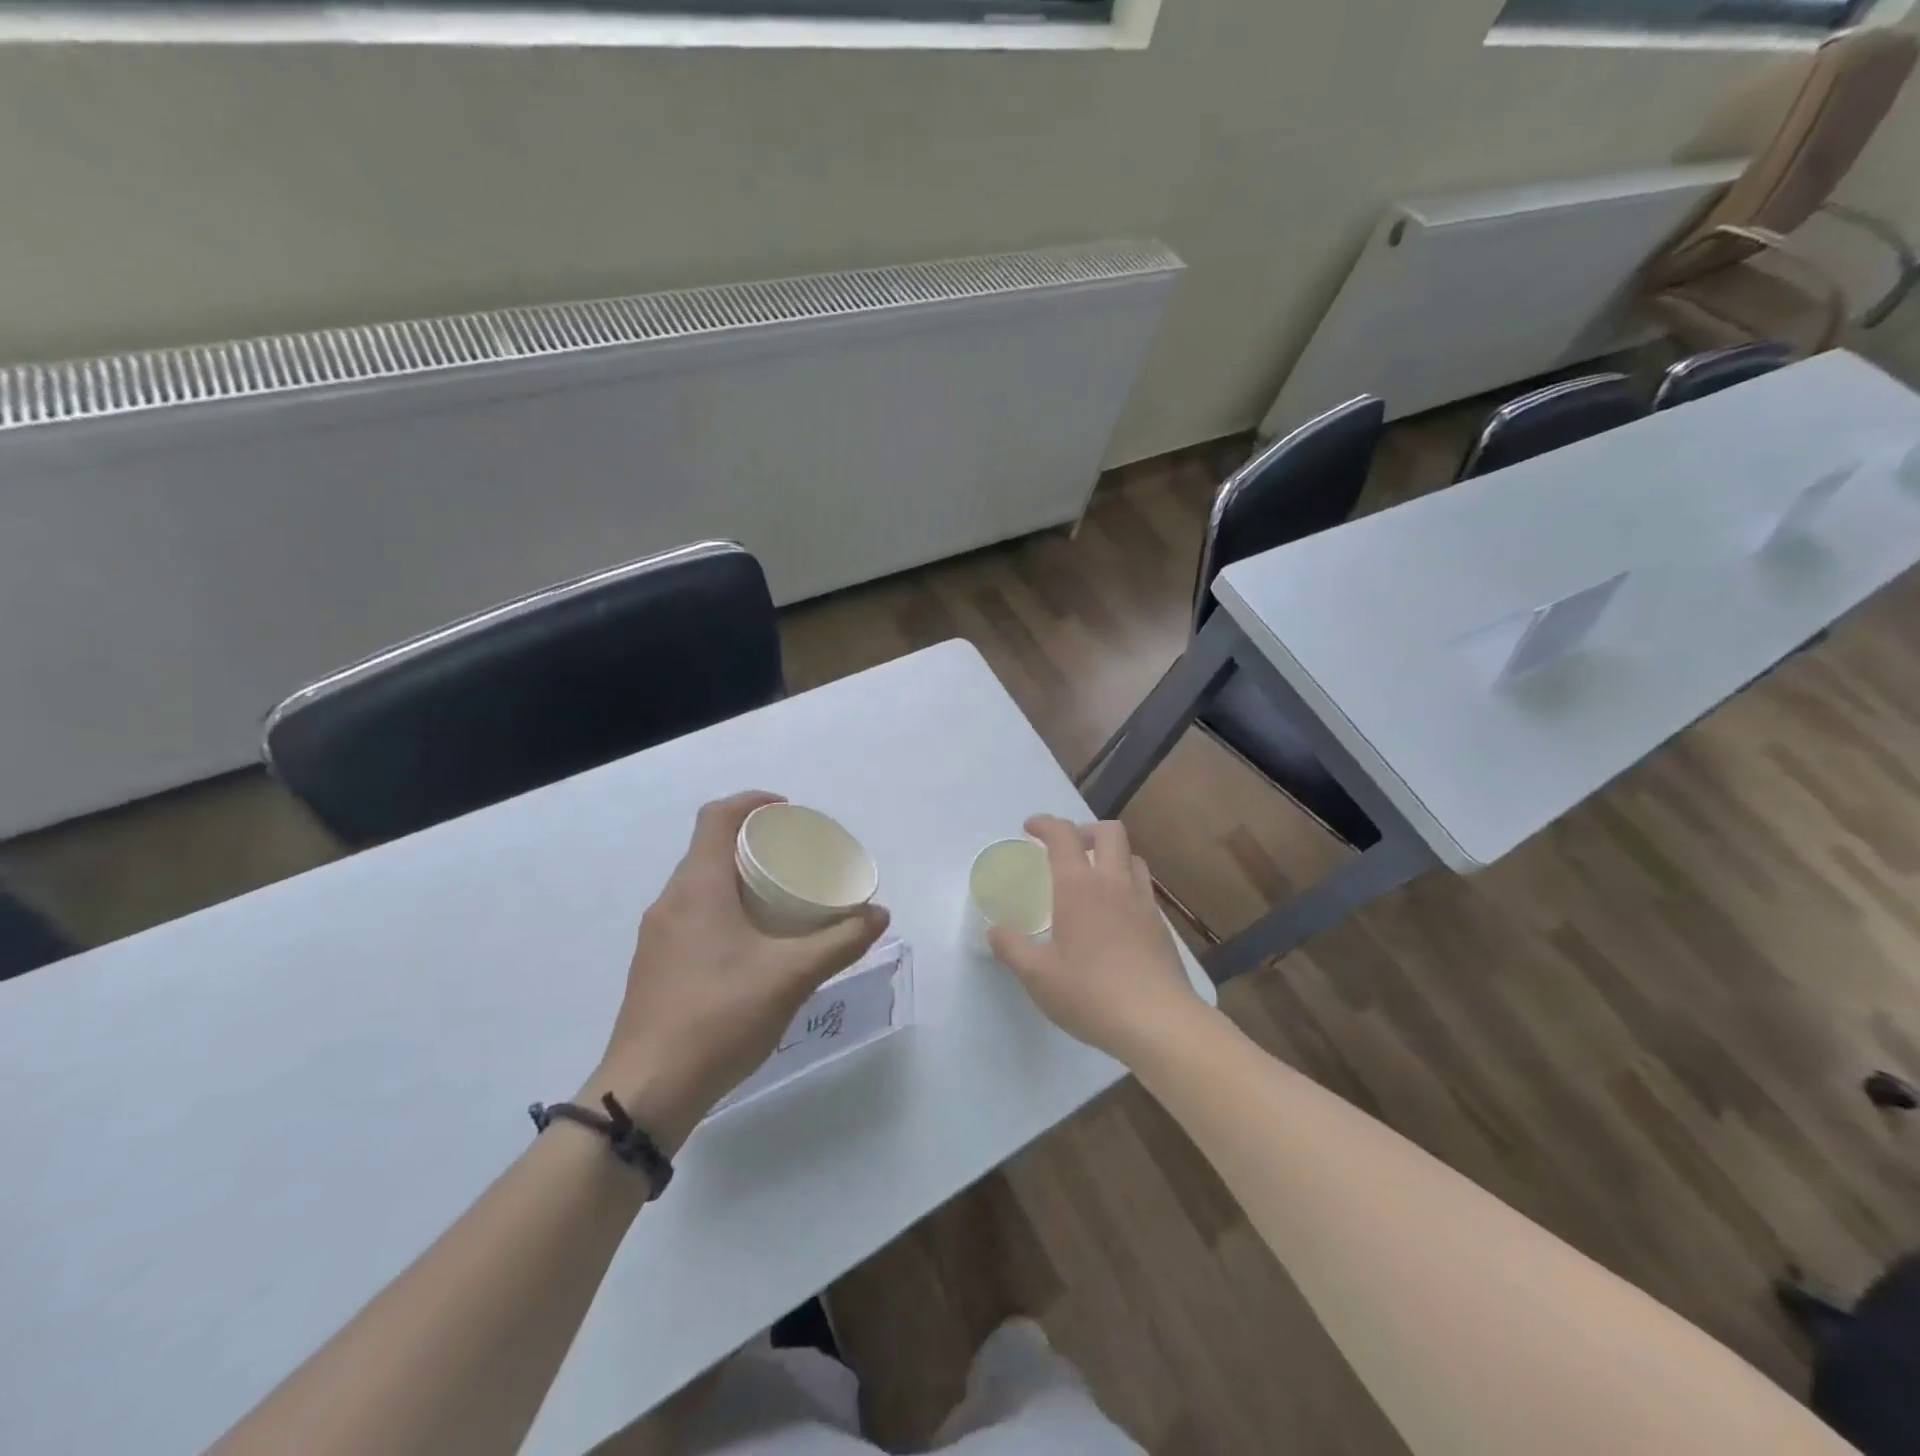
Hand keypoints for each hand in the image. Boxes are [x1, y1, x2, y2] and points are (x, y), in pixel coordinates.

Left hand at [588, 791, 888, 1151]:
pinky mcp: (655, 966)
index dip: (753, 802)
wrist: (646, 1092)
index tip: (789, 813)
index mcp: (698, 887)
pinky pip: (692, 916)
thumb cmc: (720, 1017)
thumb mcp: (792, 976)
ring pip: (700, 886)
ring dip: (738, 879)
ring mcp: (657, 936)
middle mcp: (671, 902)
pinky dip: (724, 910)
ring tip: (780, 899)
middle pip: (710, 849)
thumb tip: (879, 914)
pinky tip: (752, 946)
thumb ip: (840, 941)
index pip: (717, 817)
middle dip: (753, 843)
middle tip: (796, 859)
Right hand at [988, 815, 1205, 1065]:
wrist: (1158, 1022)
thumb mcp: (1037, 976)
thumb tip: (995, 931)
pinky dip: (1126, 885)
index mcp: (1079, 887)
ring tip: (1094, 878)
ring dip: (1111, 856)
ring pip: (1132, 857)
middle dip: (1085, 831)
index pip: (1063, 836)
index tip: (1030, 828)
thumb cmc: (1090, 993)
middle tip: (1067, 850)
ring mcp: (1143, 903)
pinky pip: (1144, 888)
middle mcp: (1114, 884)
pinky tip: (1115, 916)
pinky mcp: (1161, 926)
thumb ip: (1012, 949)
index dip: (1045, 824)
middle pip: (1109, 832)